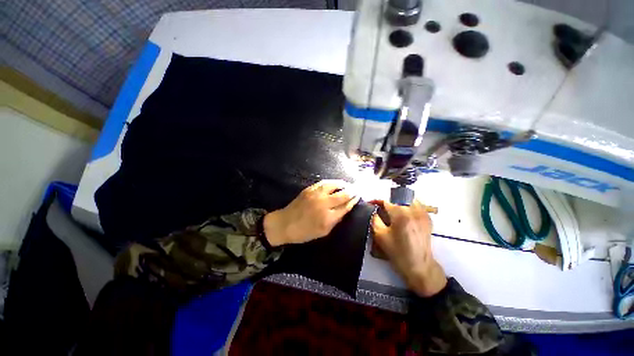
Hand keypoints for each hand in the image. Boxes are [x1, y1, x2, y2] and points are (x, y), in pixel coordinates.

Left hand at [264, 180, 359, 245]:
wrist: (285, 224)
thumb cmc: (304, 232)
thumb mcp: (323, 232)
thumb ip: (335, 221)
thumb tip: (345, 209)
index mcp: (328, 218)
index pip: (346, 206)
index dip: (353, 201)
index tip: (358, 197)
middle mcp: (324, 204)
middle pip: (343, 194)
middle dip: (352, 191)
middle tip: (357, 189)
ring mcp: (316, 195)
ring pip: (334, 185)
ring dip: (344, 184)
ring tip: (348, 184)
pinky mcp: (309, 189)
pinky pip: (324, 183)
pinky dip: (333, 182)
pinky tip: (336, 183)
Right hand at [371, 199, 446, 296]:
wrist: (420, 266)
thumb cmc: (397, 252)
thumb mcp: (380, 235)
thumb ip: (375, 218)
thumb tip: (373, 209)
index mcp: (401, 214)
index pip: (387, 200)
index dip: (377, 201)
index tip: (371, 204)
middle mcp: (413, 210)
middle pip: (398, 195)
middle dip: (387, 199)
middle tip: (381, 207)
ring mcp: (423, 213)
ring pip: (408, 197)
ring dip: (398, 199)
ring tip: (392, 208)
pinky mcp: (427, 217)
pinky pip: (416, 203)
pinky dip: (408, 203)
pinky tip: (403, 212)